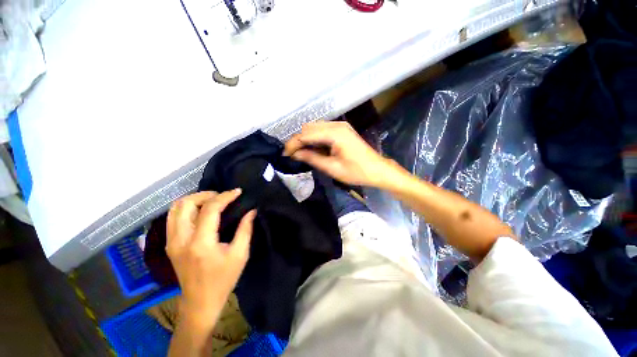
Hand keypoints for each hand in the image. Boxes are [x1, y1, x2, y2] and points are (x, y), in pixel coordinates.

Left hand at [166, 190, 255, 326]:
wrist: (200, 302)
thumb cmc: (223, 279)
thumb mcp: (240, 254)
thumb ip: (246, 229)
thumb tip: (251, 211)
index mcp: (200, 243)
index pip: (209, 209)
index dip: (225, 197)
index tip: (237, 192)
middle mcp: (181, 239)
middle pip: (185, 204)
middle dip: (205, 194)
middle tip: (222, 196)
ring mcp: (171, 242)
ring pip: (175, 208)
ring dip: (194, 199)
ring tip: (212, 201)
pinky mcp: (169, 244)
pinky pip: (173, 217)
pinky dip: (187, 208)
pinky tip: (201, 212)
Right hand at [284, 121, 394, 186]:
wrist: (378, 170)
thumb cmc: (357, 172)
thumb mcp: (332, 168)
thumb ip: (312, 158)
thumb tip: (295, 154)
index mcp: (334, 133)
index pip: (306, 135)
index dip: (293, 144)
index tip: (284, 155)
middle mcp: (336, 125)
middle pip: (309, 128)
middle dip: (298, 140)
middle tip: (292, 155)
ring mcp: (340, 126)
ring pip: (315, 128)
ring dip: (306, 139)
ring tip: (300, 153)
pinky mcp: (342, 130)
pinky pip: (322, 130)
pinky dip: (315, 138)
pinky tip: (313, 148)